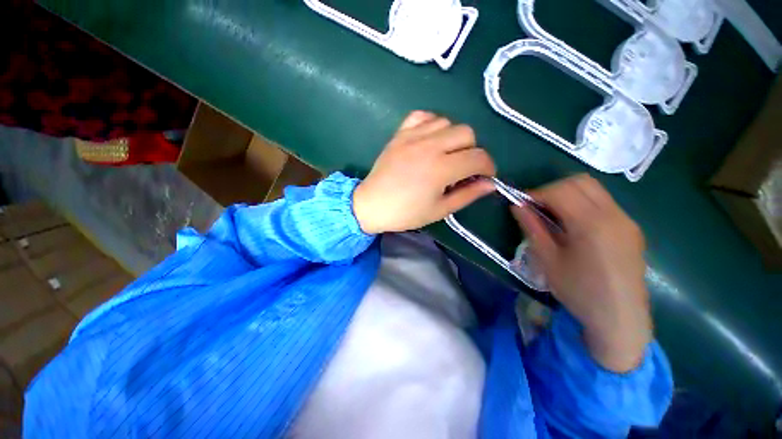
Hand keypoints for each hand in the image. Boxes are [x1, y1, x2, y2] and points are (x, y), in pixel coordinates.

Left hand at [353, 111, 495, 233]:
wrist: (371, 205)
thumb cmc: (406, 213)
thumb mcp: (440, 210)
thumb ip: (467, 194)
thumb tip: (491, 184)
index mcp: (441, 168)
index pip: (478, 157)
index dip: (488, 167)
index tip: (484, 176)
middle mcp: (429, 146)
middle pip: (467, 133)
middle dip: (472, 150)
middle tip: (462, 168)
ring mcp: (412, 137)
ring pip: (447, 122)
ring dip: (453, 137)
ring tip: (445, 154)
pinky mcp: (400, 134)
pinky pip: (422, 116)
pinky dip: (432, 124)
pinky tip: (429, 139)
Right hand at [512, 174, 651, 372]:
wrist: (621, 320)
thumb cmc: (579, 292)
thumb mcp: (547, 260)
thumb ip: (532, 228)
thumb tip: (517, 206)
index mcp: (591, 224)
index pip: (560, 191)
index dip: (536, 193)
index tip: (521, 204)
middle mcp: (614, 215)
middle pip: (580, 182)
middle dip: (553, 189)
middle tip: (537, 207)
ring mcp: (626, 220)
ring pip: (594, 189)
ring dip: (568, 194)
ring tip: (552, 215)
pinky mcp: (631, 228)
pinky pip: (604, 203)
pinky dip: (582, 204)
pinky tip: (573, 226)